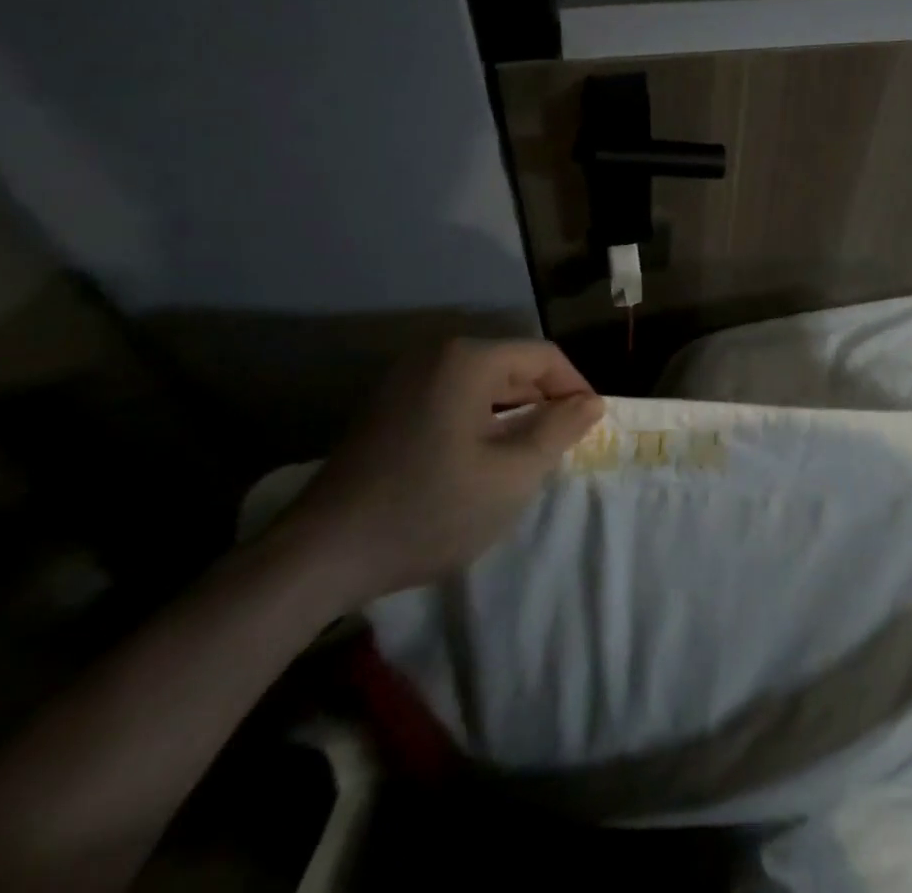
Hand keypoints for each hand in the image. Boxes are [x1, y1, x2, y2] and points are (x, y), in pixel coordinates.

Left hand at [280, 339, 602, 604]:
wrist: (319, 557)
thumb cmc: (428, 510)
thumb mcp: (511, 476)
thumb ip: (558, 431)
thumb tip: (590, 402)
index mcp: (468, 360)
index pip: (544, 357)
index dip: (576, 388)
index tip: (592, 426)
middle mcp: (436, 355)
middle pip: (512, 365)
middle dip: (544, 401)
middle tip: (563, 445)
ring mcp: (405, 379)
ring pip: (483, 383)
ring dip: (513, 412)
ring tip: (529, 454)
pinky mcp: (387, 406)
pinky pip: (452, 397)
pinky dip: (480, 419)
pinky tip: (482, 458)